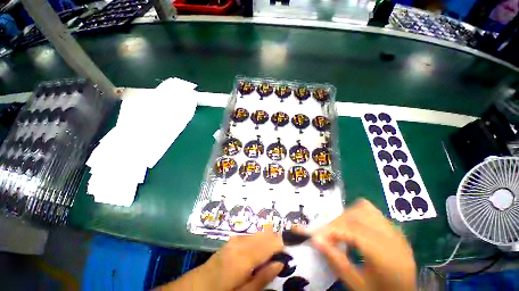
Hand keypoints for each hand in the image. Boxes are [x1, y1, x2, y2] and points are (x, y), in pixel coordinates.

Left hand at [158, 229, 282, 290]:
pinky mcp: (233, 238)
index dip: (282, 242)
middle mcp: (241, 242)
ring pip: (259, 233)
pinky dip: (259, 239)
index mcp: (245, 257)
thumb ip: (263, 277)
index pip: (270, 243)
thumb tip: (280, 263)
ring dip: (268, 238)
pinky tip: (261, 248)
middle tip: (285, 249)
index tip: (292, 246)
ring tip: (274, 249)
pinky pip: (251, 235)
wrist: (198, 285)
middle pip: (265, 234)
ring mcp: (236, 238)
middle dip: (276, 239)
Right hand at [311, 199, 415, 290]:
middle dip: (336, 223)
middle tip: (326, 235)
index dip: (331, 231)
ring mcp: (395, 231)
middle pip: (356, 217)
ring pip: (363, 209)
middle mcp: (392, 237)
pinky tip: (353, 225)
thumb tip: (315, 240)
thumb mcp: (356, 283)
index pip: (353, 231)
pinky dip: (357, 213)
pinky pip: (372, 211)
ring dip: (346, 216)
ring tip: (339, 229)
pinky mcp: (393, 229)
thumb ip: (335, 260)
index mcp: (385, 254)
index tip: (316, 236)